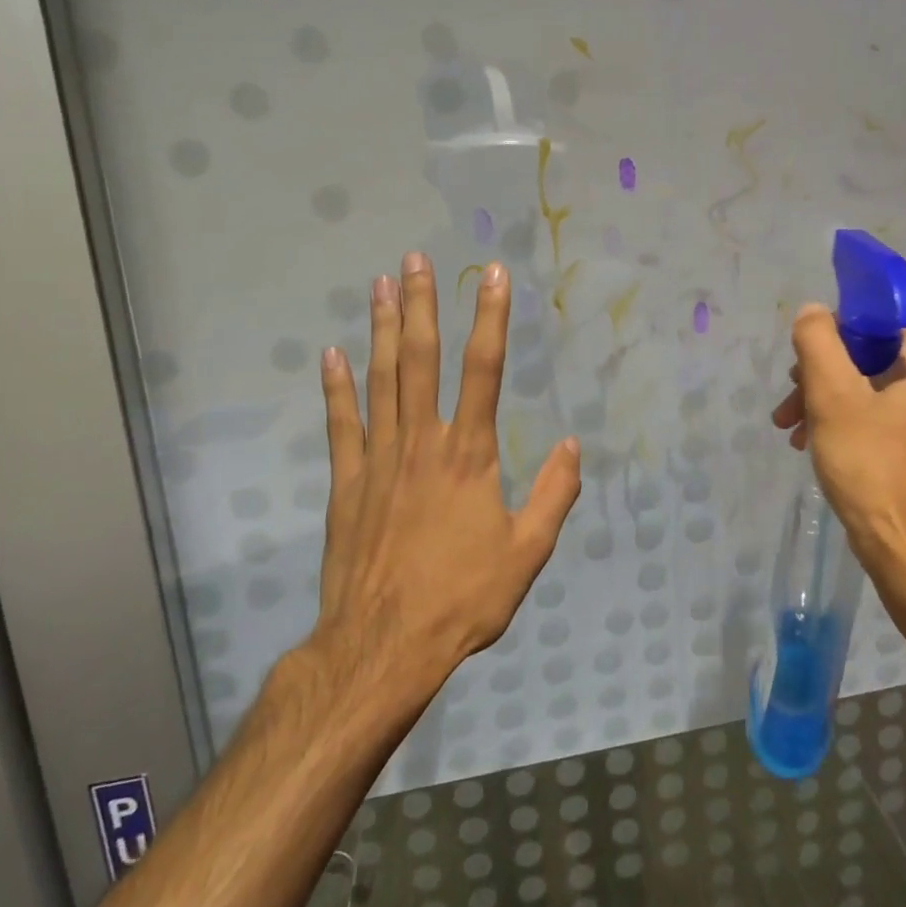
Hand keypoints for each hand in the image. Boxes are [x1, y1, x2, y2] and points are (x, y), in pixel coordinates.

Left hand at [308, 253, 581, 705]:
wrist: (384, 646)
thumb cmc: (463, 599)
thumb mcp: (527, 553)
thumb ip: (553, 496)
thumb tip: (574, 446)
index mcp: (469, 455)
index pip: (484, 371)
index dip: (490, 319)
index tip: (492, 276)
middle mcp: (422, 443)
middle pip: (422, 361)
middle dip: (422, 306)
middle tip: (416, 260)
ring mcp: (378, 460)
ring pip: (380, 380)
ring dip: (381, 330)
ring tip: (380, 285)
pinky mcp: (346, 484)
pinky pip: (341, 425)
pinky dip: (336, 387)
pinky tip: (332, 354)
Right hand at [771, 305, 905, 615]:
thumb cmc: (871, 465)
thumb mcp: (832, 395)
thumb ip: (818, 342)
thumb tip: (813, 310)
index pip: (874, 325)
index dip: (831, 340)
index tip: (800, 370)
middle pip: (870, 359)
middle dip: (821, 378)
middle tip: (789, 407)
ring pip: (872, 391)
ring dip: (827, 404)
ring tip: (793, 432)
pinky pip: (883, 419)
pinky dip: (849, 425)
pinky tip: (817, 446)